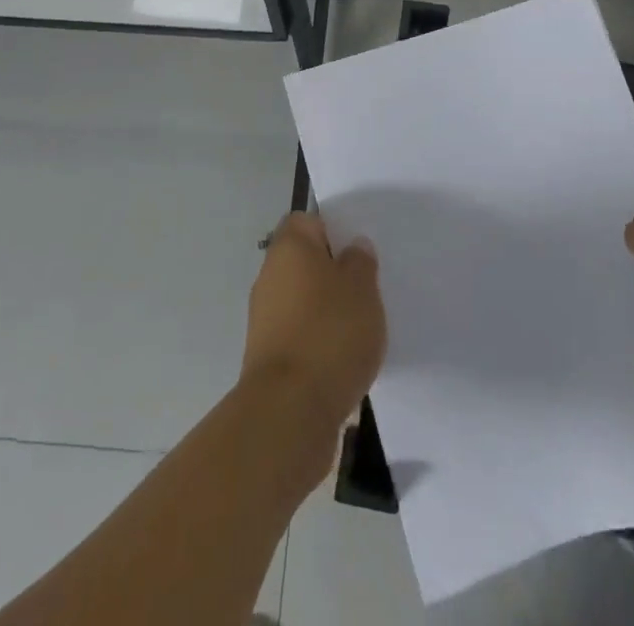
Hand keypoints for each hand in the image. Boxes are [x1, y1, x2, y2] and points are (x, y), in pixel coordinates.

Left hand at [242, 212, 386, 431]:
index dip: (333, 229)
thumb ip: (360, 262)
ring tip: (363, 327)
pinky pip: (301, 337)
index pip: (307, 221)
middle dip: (334, 273)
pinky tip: (346, 359)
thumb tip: (352, 247)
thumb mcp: (362, 287)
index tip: (358, 249)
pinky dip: (321, 343)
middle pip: (305, 262)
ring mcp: (265, 320)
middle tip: (368, 287)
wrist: (289, 413)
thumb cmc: (330, 333)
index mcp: (289, 249)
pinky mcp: (270, 359)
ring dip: (328, 311)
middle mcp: (270, 277)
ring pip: (303, 301)